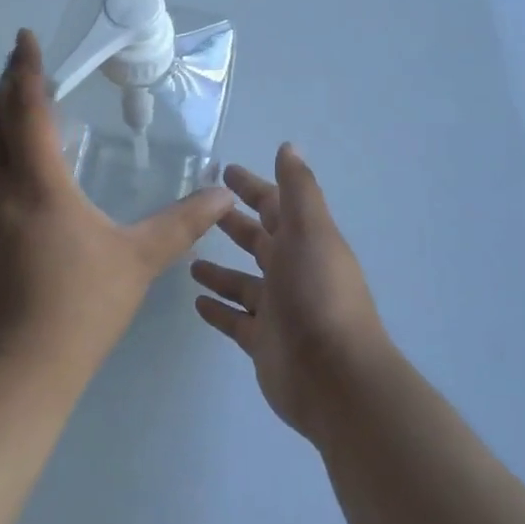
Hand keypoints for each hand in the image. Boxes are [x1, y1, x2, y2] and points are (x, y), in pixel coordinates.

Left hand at [0, 30, 234, 387]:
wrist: (11, 376)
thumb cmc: (78, 309)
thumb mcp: (136, 263)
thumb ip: (180, 225)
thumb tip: (221, 196)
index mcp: (36, 184)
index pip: (25, 108)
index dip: (25, 68)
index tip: (25, 37)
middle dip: (5, 85)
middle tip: (21, 63)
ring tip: (18, 109)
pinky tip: (16, 176)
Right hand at [192, 146, 391, 443]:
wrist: (334, 377)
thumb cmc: (318, 293)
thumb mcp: (311, 230)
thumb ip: (298, 189)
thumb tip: (289, 146)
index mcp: (305, 241)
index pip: (274, 205)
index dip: (252, 187)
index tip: (224, 172)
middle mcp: (292, 271)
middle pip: (258, 241)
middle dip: (233, 224)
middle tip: (198, 211)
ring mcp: (278, 309)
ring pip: (243, 282)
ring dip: (221, 270)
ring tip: (189, 260)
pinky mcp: (264, 342)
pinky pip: (236, 320)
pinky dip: (219, 310)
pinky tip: (196, 303)